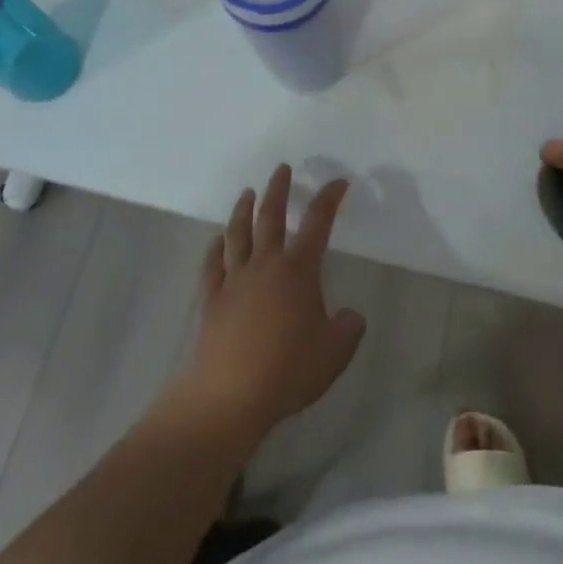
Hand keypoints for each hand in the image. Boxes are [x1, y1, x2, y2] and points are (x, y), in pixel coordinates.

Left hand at [182, 164, 365, 437]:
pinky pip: (212, 264)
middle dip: (278, 189)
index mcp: (298, 270)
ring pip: (238, 233)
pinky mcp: (212, 298)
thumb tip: (350, 315)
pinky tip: (216, 241)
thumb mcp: (334, 353)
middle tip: (281, 168)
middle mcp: (265, 264)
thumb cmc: (288, 370)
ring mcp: (234, 279)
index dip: (329, 199)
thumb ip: (348, 329)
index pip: (318, 223)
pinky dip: (215, 248)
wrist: (230, 394)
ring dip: (243, 209)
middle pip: (271, 216)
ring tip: (247, 192)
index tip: (338, 183)